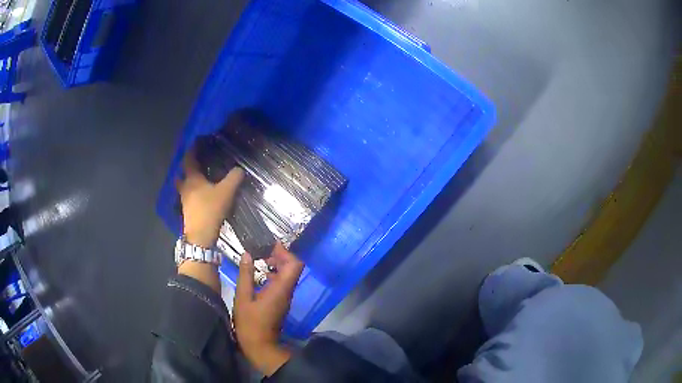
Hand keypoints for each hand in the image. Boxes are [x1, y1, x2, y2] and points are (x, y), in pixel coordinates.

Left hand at [176, 146, 244, 247]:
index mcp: (192, 179)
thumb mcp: (226, 192)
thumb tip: (240, 169)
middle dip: (187, 166)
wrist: (200, 235)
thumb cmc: (210, 209)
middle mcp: (185, 187)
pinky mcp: (187, 211)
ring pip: (184, 186)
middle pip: (182, 173)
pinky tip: (200, 195)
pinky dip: (192, 192)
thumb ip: (234, 178)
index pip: (189, 159)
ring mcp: (184, 200)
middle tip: (196, 162)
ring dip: (188, 180)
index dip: (192, 150)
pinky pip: (187, 196)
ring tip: (198, 178)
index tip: (196, 142)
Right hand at [234, 243, 303, 375]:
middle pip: (293, 268)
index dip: (285, 252)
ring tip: (259, 259)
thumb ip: (245, 275)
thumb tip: (247, 254)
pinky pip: (282, 283)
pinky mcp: (280, 302)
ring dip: (277, 265)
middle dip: (280, 256)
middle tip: (263, 251)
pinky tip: (258, 275)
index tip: (270, 245)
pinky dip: (273, 275)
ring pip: (287, 275)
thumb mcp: (243, 297)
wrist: (260, 345)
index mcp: (280, 289)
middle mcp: (287, 291)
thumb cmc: (250, 323)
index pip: (294, 265)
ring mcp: (285, 298)